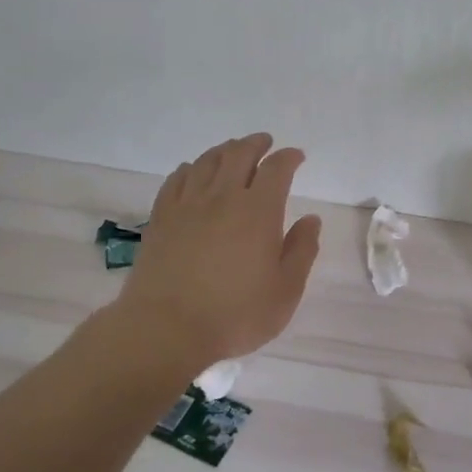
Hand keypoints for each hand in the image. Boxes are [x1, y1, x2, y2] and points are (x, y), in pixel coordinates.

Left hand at [95, 134, 321, 372]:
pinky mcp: (161, 219)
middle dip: (256, 144)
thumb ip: (301, 251)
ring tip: (233, 150)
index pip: (276, 169)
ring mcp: (187, 206)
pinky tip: (194, 171)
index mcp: (258, 211)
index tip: (297, 157)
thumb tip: (311, 220)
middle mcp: (223, 197)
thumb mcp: (285, 291)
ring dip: (224, 150)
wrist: (165, 329)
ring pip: (207, 162)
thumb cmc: (235, 314)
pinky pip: (177, 180)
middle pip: (239, 155)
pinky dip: (191, 168)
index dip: (288, 157)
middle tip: (265, 142)